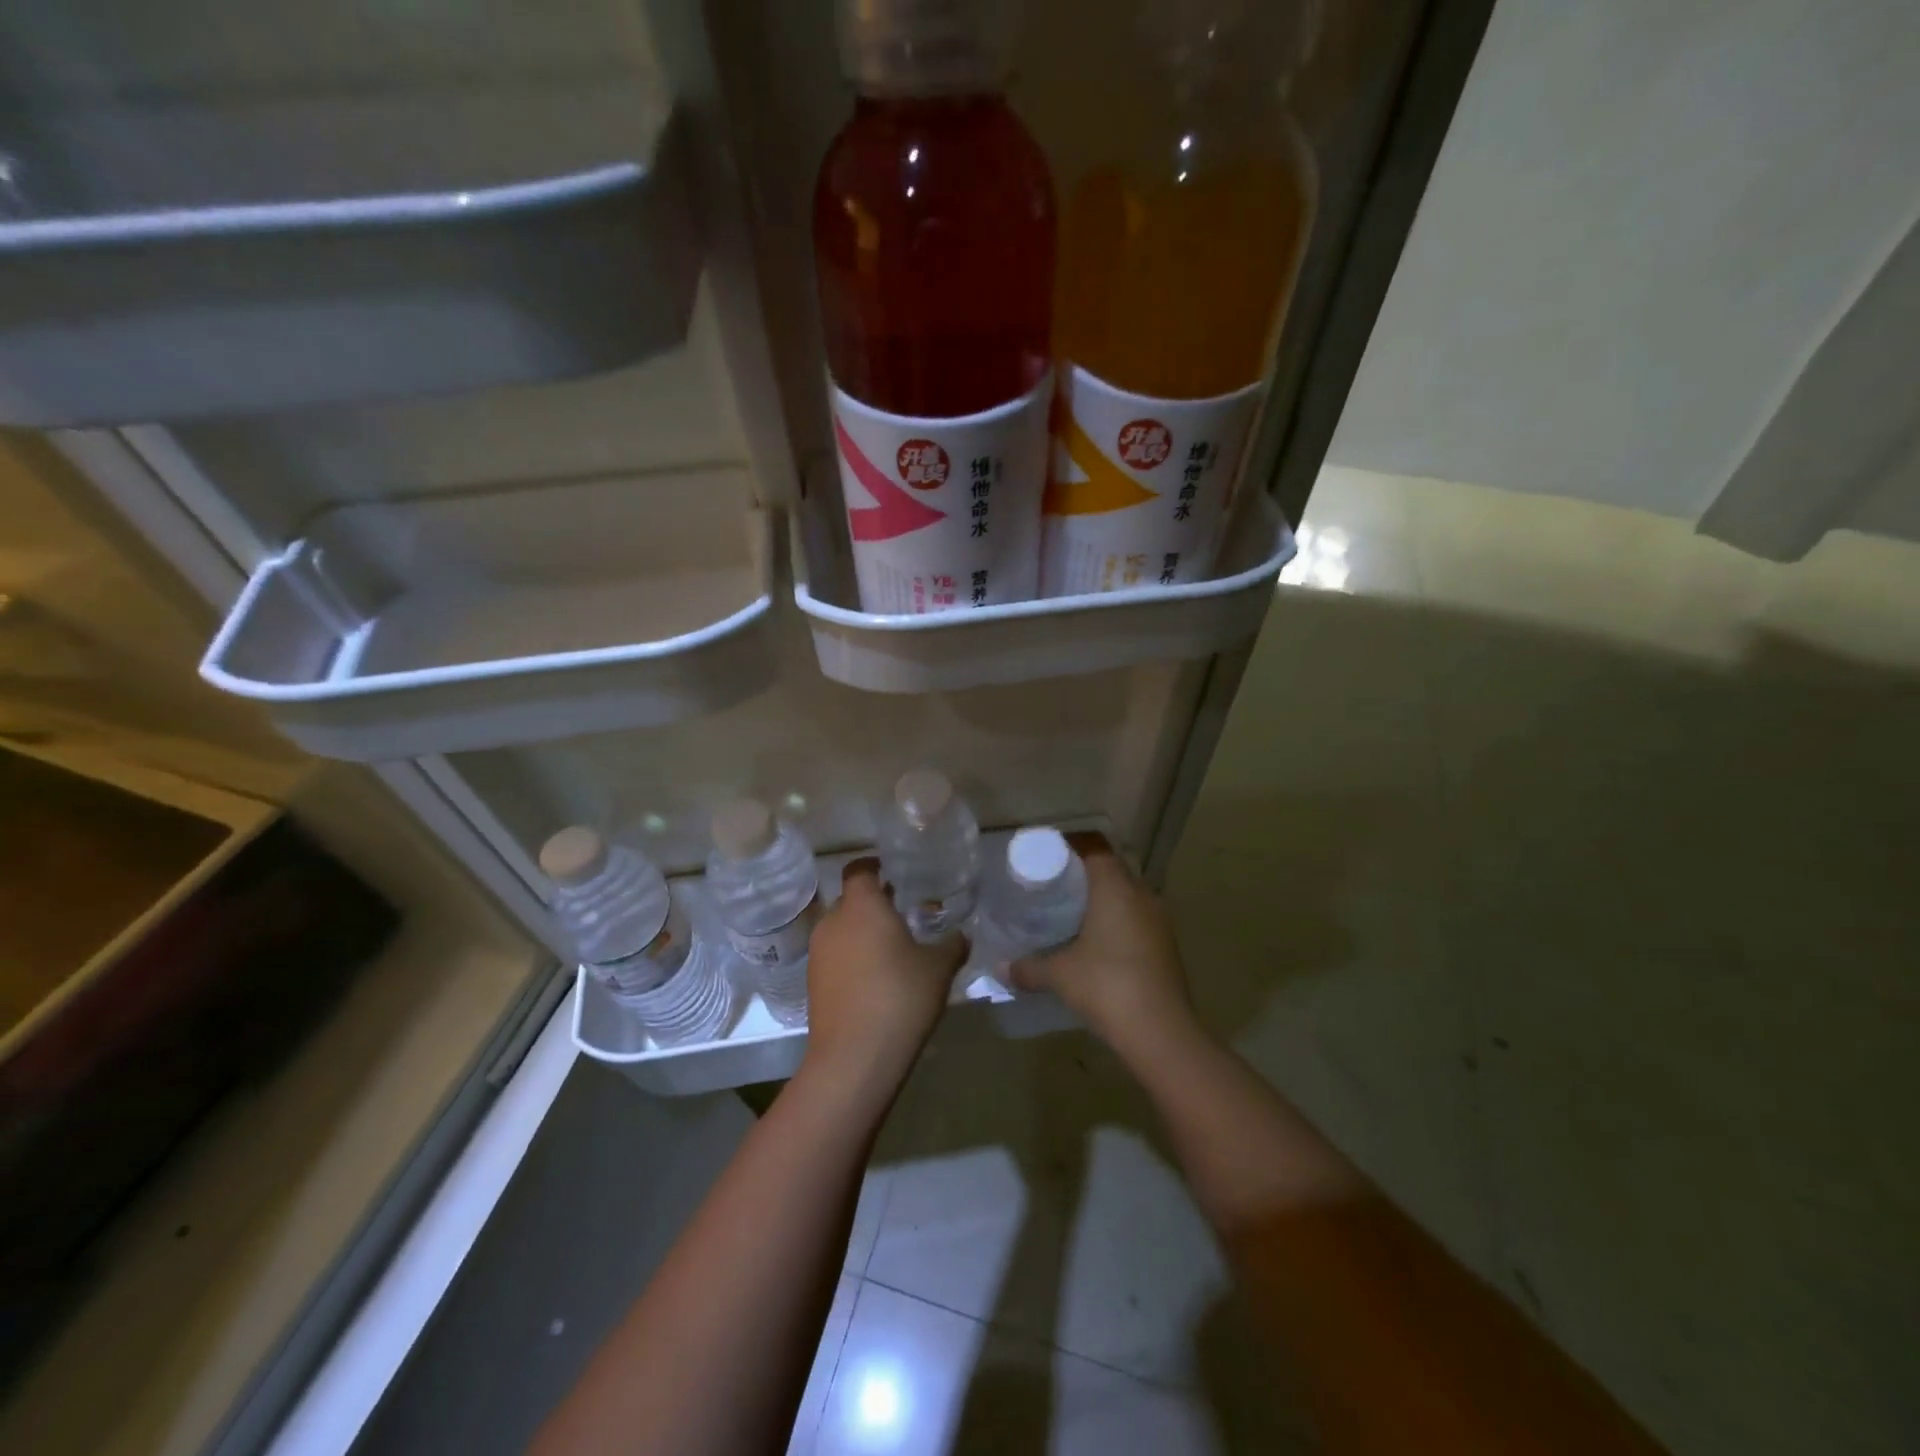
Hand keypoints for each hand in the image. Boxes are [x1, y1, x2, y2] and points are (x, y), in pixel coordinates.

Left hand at [802, 858, 964, 1087]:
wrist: (854, 1058)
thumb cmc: (900, 997)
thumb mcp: (939, 968)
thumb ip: (952, 945)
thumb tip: (962, 935)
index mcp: (862, 905)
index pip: (859, 868)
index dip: (875, 866)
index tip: (895, 873)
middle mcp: (833, 920)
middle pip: (851, 900)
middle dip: (874, 904)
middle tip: (904, 915)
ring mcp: (818, 953)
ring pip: (841, 929)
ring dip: (862, 933)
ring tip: (893, 950)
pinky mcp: (813, 982)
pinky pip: (835, 956)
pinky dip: (852, 959)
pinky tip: (876, 980)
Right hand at [1009, 836, 1196, 1055]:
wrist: (1161, 1033)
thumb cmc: (1107, 986)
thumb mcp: (1060, 975)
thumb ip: (1029, 967)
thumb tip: (1001, 968)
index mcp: (1116, 887)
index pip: (1094, 847)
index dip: (1070, 846)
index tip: (1046, 857)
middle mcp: (1141, 894)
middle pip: (1110, 869)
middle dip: (1083, 874)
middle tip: (1052, 887)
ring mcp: (1158, 920)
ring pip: (1126, 895)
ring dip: (1102, 900)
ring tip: (1070, 915)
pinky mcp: (1166, 944)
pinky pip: (1136, 918)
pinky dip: (1116, 922)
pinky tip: (1096, 943)